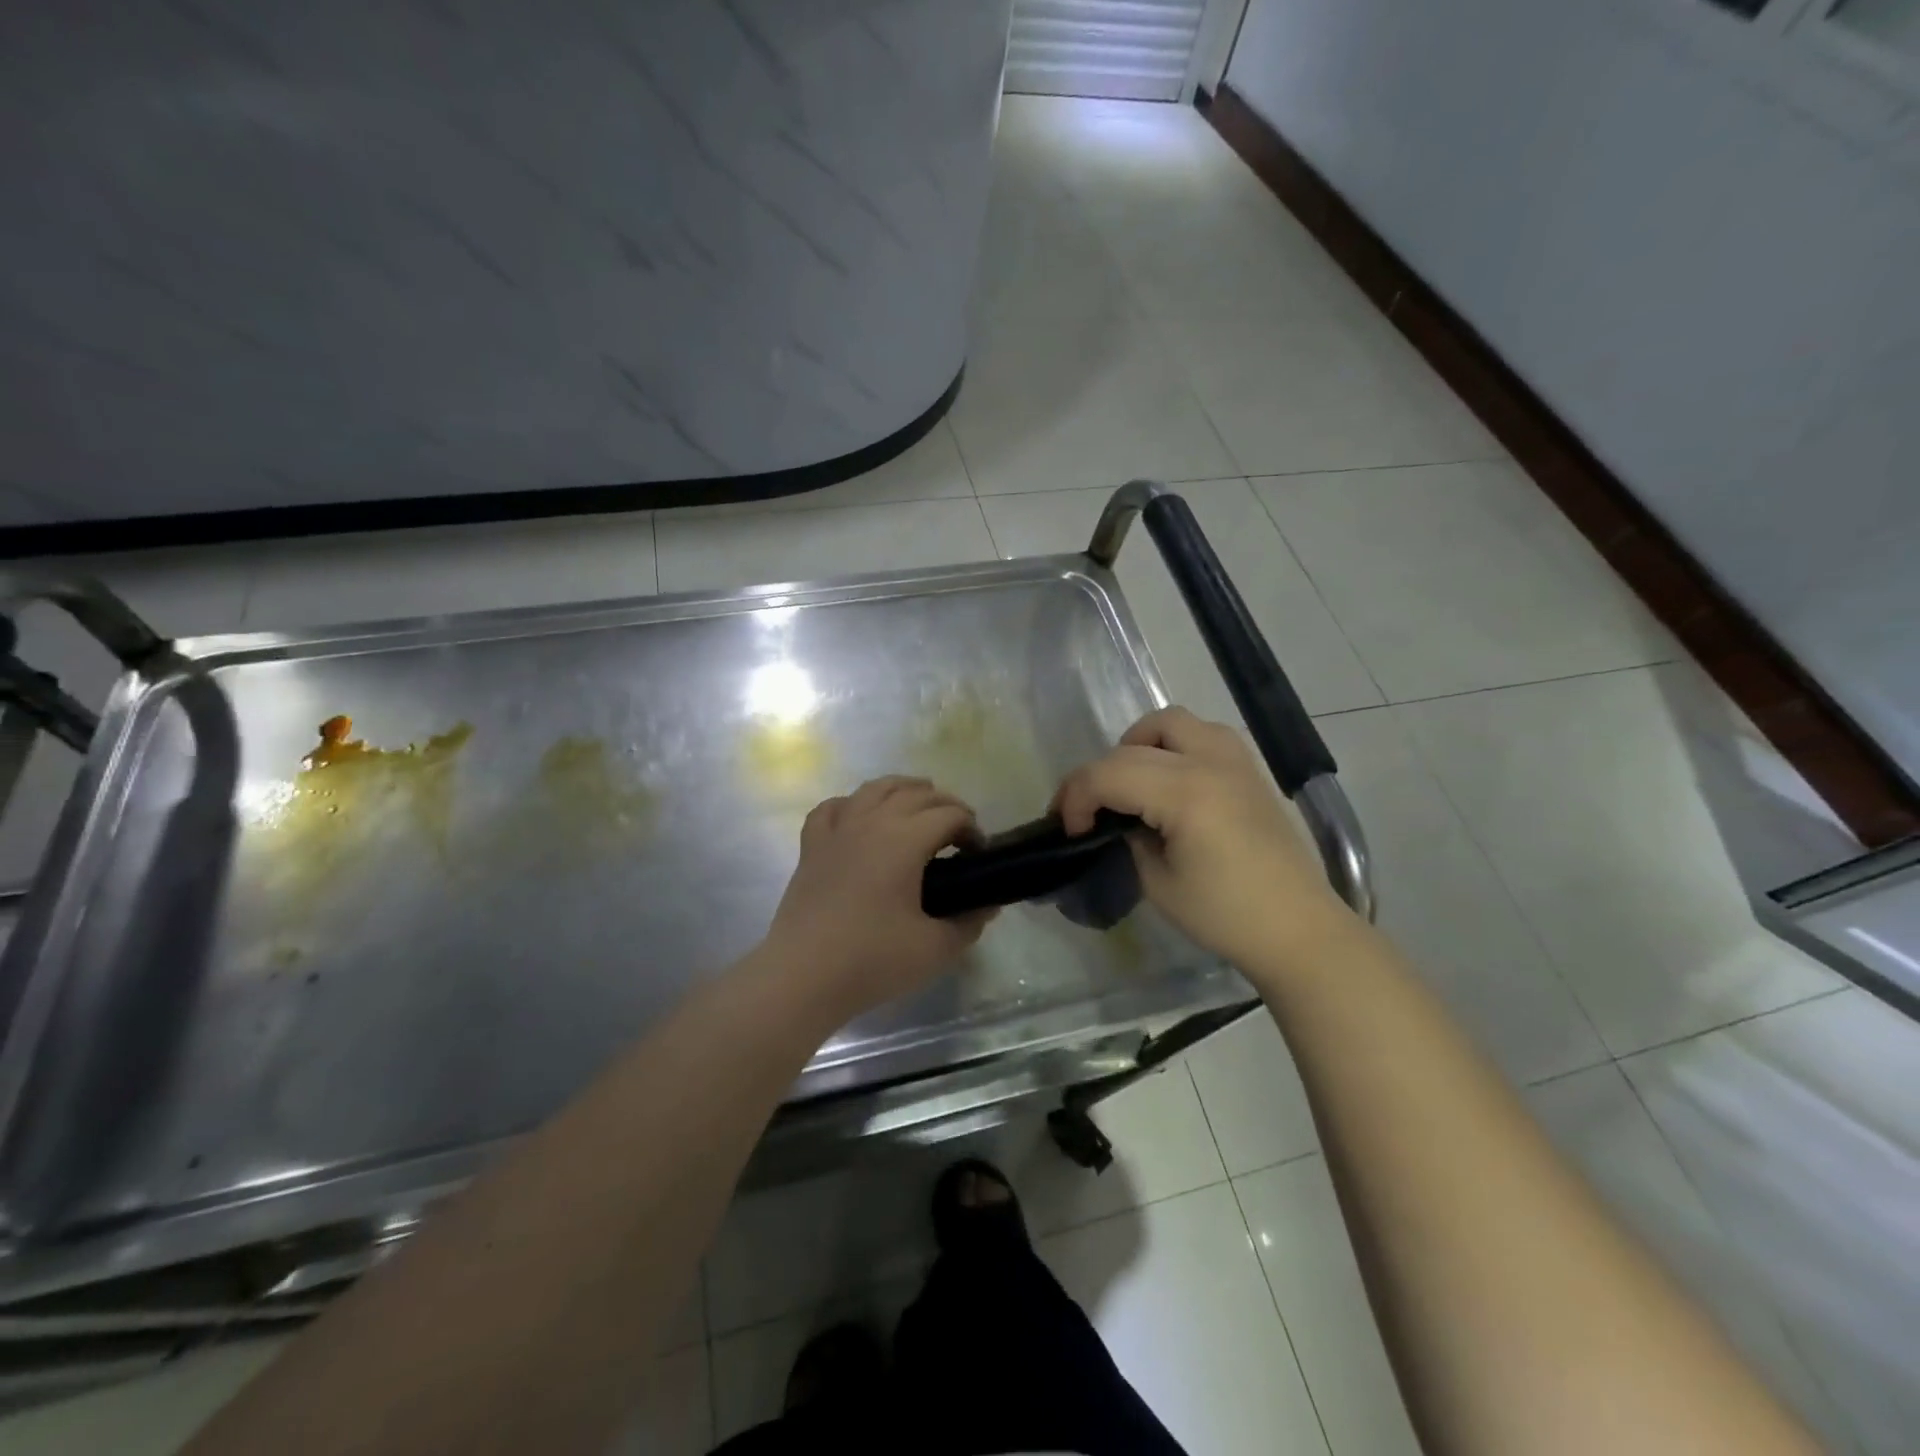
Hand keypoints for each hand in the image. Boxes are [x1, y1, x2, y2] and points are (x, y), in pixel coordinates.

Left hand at [764, 776, 992, 1020]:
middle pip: (916, 794)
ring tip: (919, 800)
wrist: (802, 977)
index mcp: (904, 839)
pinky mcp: (811, 847)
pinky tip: (859, 816)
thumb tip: (987, 907)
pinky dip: (851, 804)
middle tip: (959, 832)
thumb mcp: (935, 949)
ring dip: (903, 788)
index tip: (979, 854)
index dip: (971, 828)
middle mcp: (871, 822)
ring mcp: (837, 831)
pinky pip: (832, 808)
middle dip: (945, 805)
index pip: (948, 814)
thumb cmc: (872, 960)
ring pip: (874, 789)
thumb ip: (968, 923)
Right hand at [1054, 707, 1354, 981]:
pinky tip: (1170, 780)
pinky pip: (1202, 733)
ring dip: (1137, 745)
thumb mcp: (1158, 883)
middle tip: (1088, 813)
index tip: (1068, 828)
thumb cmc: (1226, 915)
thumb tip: (1119, 820)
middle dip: (1097, 776)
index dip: (1076, 798)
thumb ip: (1130, 838)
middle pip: (1130, 747)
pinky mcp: (1249, 768)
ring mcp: (1234, 759)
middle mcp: (1209, 762)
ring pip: (1170, 722)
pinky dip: (1173, 744)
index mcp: (1185, 794)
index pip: (1108, 774)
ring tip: (1130, 783)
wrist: (1298, 928)